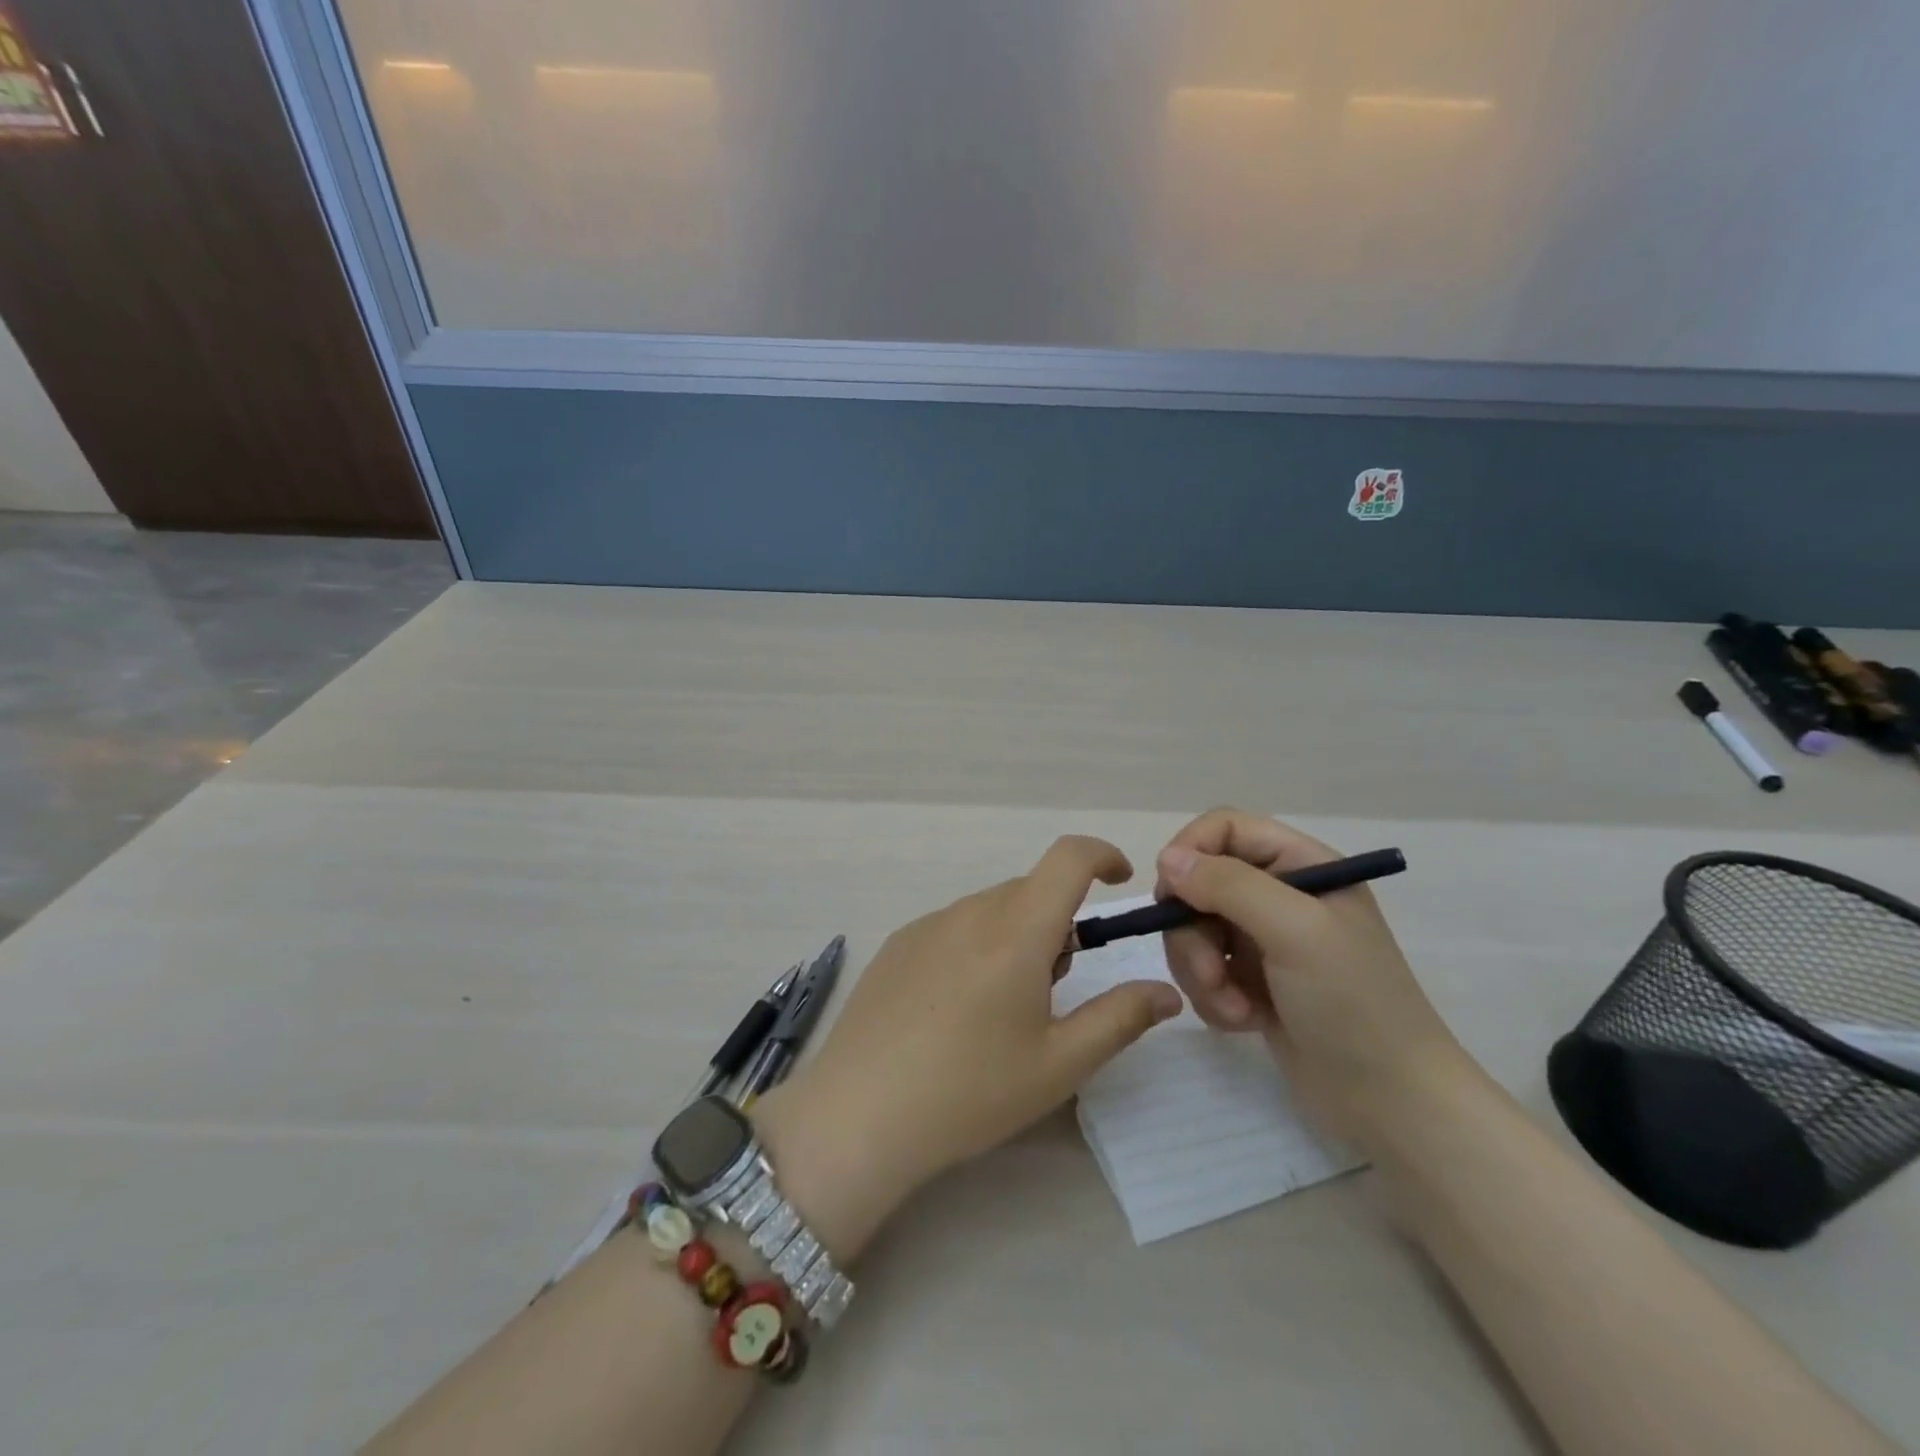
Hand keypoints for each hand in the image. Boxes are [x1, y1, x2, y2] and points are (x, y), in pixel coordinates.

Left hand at [755, 836, 1181, 1256]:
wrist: (859, 1114)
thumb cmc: (970, 1091)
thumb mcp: (1059, 1064)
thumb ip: (1120, 1018)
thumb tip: (1165, 991)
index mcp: (1016, 931)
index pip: (1068, 858)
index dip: (1102, 855)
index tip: (1119, 883)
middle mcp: (970, 912)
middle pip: (1031, 891)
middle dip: (1058, 923)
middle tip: (1054, 990)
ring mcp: (927, 925)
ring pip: (992, 910)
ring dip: (1016, 937)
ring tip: (1001, 1011)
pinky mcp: (897, 944)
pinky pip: (954, 926)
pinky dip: (976, 946)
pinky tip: (954, 1010)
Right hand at [1153, 808, 1469, 1136]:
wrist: (1393, 1104)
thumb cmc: (1354, 1004)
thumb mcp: (1296, 932)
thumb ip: (1230, 886)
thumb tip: (1166, 860)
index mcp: (1302, 865)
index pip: (1224, 828)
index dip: (1190, 851)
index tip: (1171, 894)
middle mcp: (1279, 895)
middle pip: (1199, 883)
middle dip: (1192, 931)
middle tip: (1210, 972)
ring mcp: (1263, 940)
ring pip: (1193, 929)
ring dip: (1200, 970)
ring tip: (1235, 1007)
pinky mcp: (1251, 981)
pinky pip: (1203, 970)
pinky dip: (1213, 996)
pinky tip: (1244, 1021)